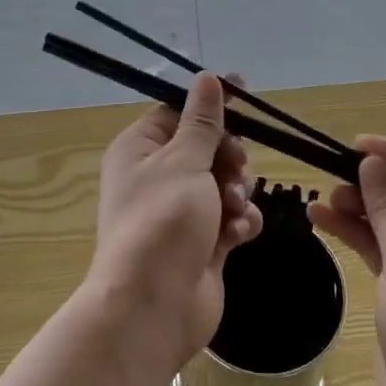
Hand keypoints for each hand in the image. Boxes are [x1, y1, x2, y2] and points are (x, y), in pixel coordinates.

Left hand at [89, 72, 262, 369]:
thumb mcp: (184, 161)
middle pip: (206, 147)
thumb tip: (206, 77)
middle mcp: (157, 177)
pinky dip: (239, 222)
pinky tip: (238, 234)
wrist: (154, 307)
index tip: (246, 94)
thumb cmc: (163, 222)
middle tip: (235, 165)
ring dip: (236, 192)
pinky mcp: (203, 243)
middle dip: (229, 156)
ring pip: (223, 182)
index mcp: (139, 150)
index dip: (211, 104)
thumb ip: (202, 121)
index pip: (177, 112)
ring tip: (232, 210)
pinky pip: (231, 218)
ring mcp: (180, 213)